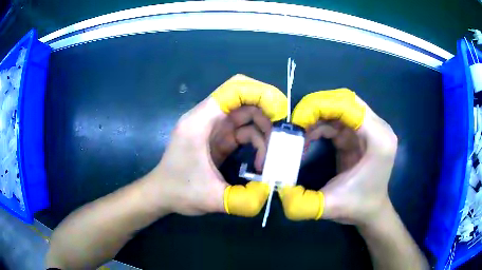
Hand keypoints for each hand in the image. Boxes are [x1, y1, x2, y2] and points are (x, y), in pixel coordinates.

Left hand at [144, 74, 287, 216]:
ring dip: (264, 132)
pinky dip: (257, 143)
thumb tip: (270, 192)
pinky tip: (261, 163)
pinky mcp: (218, 139)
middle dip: (267, 115)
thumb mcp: (210, 198)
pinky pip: (243, 132)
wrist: (161, 194)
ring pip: (247, 117)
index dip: (260, 93)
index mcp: (200, 122)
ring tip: (273, 157)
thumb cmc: (179, 191)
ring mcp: (213, 128)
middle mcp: (207, 119)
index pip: (233, 90)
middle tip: (283, 137)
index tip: (281, 112)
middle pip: (244, 101)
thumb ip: (242, 199)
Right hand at [279, 89, 397, 225]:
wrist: (371, 211)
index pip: (349, 106)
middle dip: (317, 108)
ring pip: (340, 107)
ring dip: (317, 116)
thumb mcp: (330, 207)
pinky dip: (321, 124)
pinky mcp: (361, 134)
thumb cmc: (357, 207)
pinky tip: (308, 137)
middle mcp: (378, 128)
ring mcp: (370, 129)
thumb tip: (279, 190)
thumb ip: (303, 203)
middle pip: (345, 101)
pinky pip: (338, 119)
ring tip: (299, 132)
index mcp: (378, 139)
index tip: (297, 121)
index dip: (320, 107)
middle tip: (296, 122)